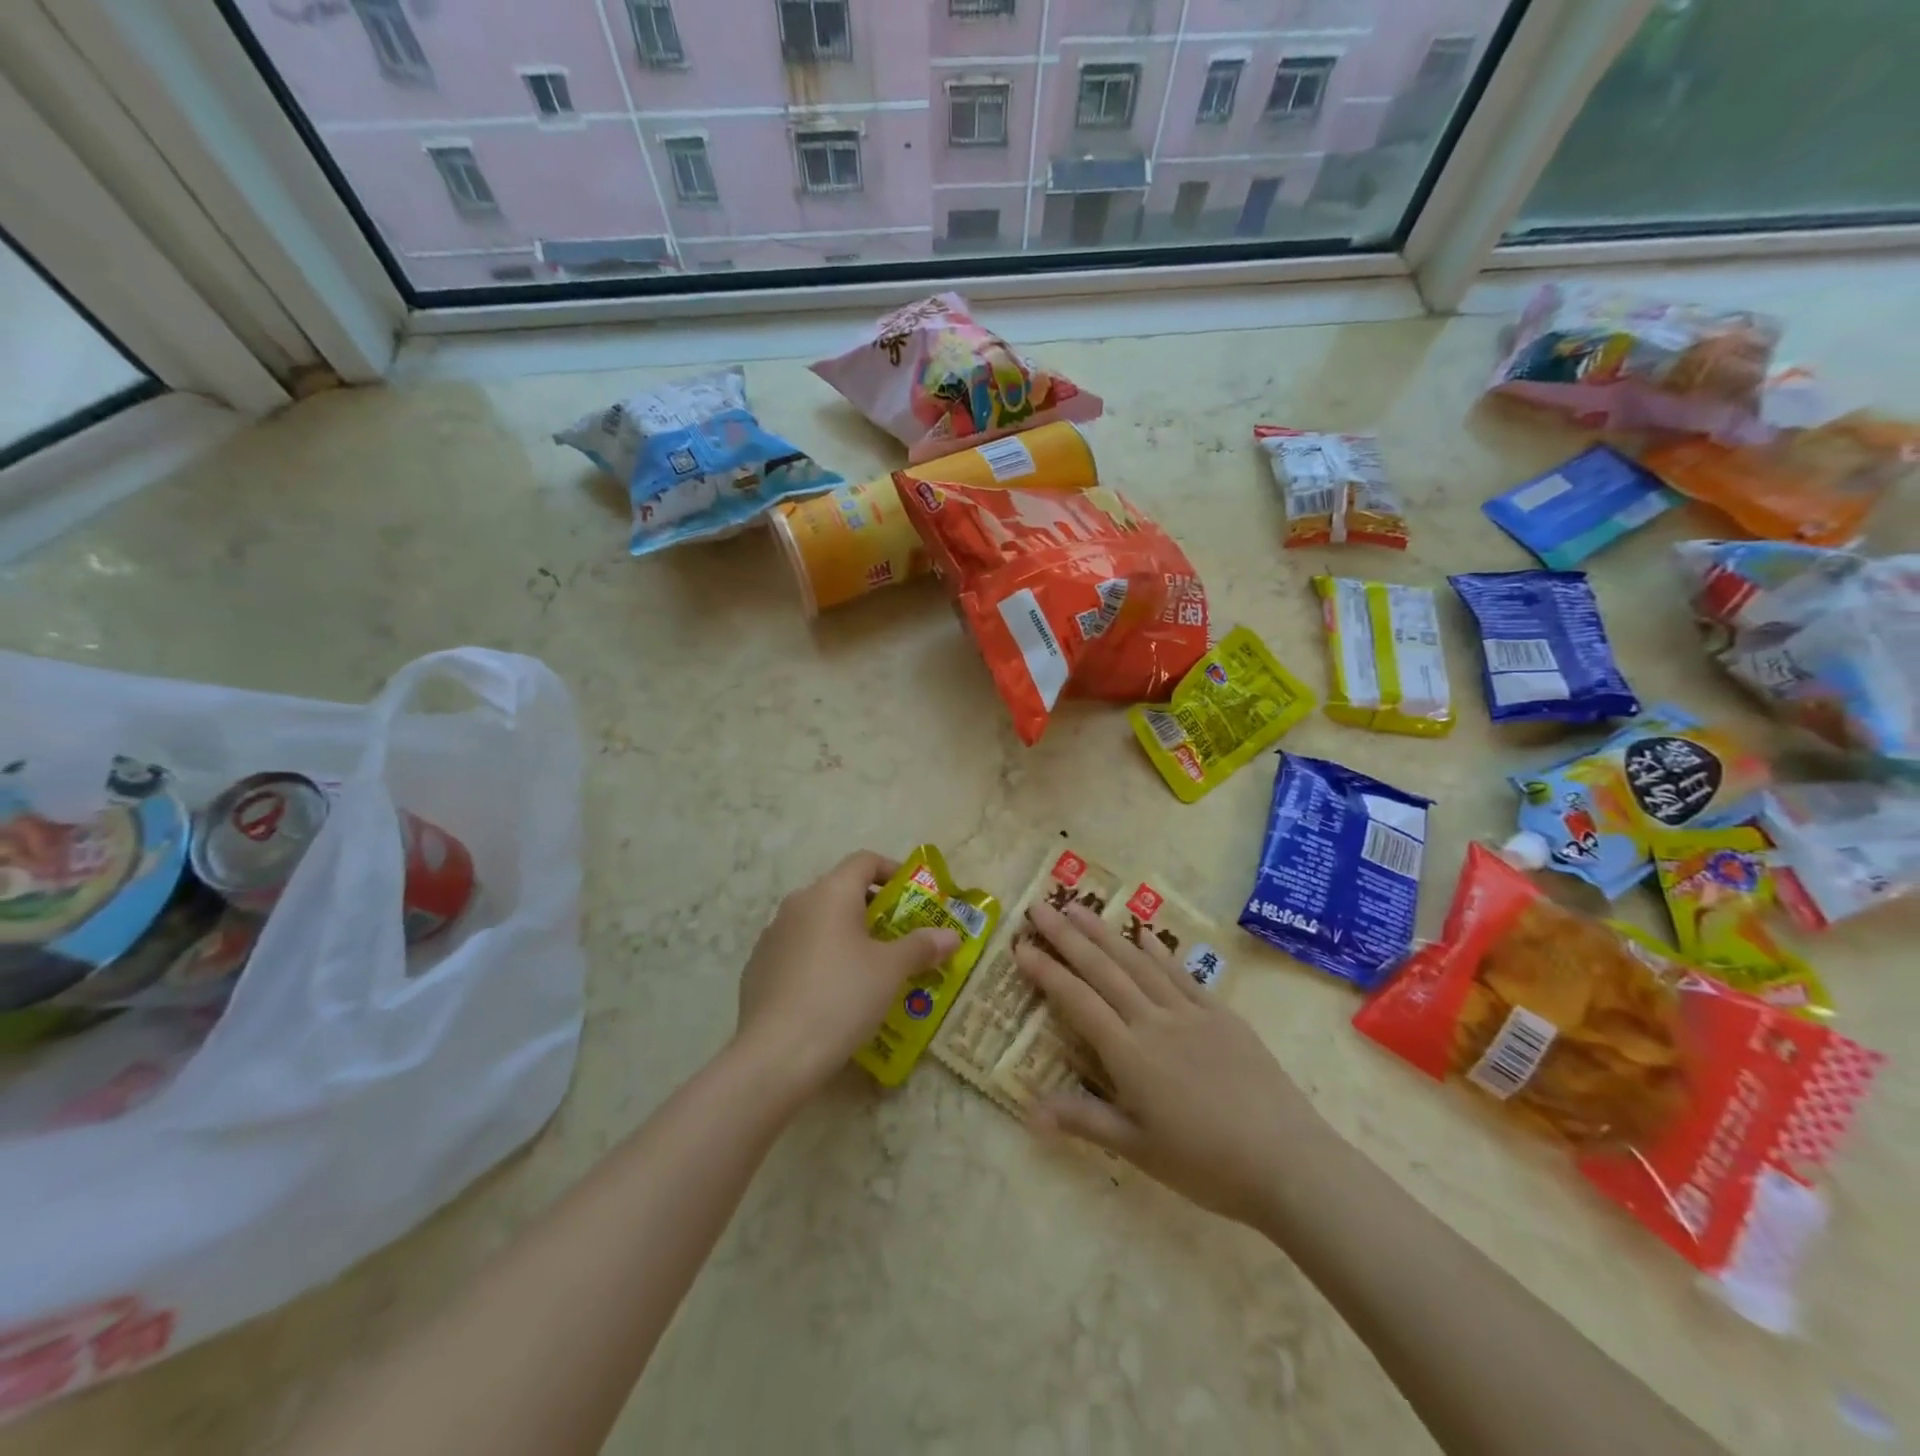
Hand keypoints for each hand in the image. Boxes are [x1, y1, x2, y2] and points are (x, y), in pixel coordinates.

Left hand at [734, 851, 958, 1102]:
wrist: (775, 1055)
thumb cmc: (842, 997)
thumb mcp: (891, 971)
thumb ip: (921, 946)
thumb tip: (951, 935)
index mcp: (830, 892)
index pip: (864, 861)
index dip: (892, 871)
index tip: (913, 897)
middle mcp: (798, 903)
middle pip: (841, 891)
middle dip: (873, 909)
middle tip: (899, 938)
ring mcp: (772, 935)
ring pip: (818, 921)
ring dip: (845, 935)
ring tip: (869, 969)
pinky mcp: (758, 967)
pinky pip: (798, 950)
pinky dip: (820, 958)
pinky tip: (832, 994)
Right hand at [1014, 899, 1318, 1229]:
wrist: (1289, 1161)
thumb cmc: (1207, 1164)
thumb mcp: (1138, 1149)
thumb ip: (1084, 1120)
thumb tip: (1028, 1110)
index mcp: (1130, 1053)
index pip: (1078, 1001)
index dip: (1047, 972)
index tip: (1021, 946)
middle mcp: (1154, 1020)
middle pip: (1103, 970)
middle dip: (1067, 936)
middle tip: (1040, 906)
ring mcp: (1190, 1012)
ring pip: (1138, 963)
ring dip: (1105, 933)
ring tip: (1079, 909)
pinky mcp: (1221, 1014)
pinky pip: (1181, 974)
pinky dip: (1158, 951)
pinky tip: (1143, 933)